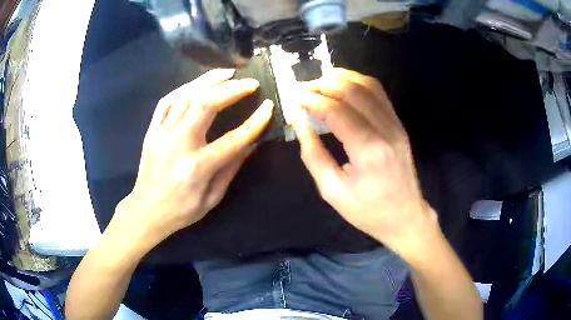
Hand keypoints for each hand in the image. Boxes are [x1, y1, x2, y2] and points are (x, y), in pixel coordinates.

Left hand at [114, 69, 272, 245]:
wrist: (146, 211)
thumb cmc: (181, 211)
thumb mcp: (212, 198)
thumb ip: (231, 169)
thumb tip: (250, 143)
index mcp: (197, 168)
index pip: (232, 140)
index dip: (254, 122)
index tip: (268, 107)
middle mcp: (178, 146)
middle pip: (205, 105)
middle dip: (231, 89)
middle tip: (249, 82)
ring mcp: (161, 135)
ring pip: (185, 97)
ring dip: (208, 80)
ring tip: (228, 72)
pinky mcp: (151, 132)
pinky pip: (166, 102)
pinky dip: (183, 88)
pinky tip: (198, 83)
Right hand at [293, 68, 436, 256]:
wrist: (404, 216)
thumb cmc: (367, 211)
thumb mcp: (332, 190)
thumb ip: (313, 153)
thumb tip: (299, 120)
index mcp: (368, 151)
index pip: (336, 110)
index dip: (312, 100)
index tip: (294, 97)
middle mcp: (386, 130)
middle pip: (353, 90)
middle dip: (323, 83)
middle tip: (303, 88)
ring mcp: (396, 124)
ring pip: (368, 85)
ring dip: (341, 78)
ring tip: (320, 83)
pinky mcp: (399, 124)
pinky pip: (379, 93)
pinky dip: (358, 83)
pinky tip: (343, 86)